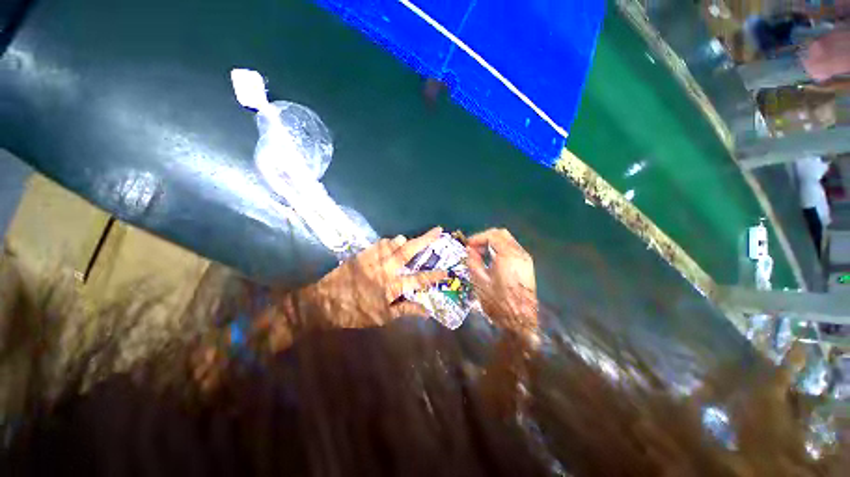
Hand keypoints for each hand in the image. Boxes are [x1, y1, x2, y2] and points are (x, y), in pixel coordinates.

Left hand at [298, 227, 447, 328]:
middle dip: (426, 240)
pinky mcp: (362, 253)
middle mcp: (385, 268)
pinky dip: (389, 242)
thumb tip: (426, 311)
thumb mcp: (382, 317)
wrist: (323, 302)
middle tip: (437, 230)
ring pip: (394, 242)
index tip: (446, 271)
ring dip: (406, 241)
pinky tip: (391, 244)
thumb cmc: (355, 312)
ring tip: (412, 241)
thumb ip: (405, 310)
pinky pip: (380, 243)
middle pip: (409, 251)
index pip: (418, 279)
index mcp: (391, 286)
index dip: (433, 275)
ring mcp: (373, 258)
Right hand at [466, 229, 537, 334]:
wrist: (521, 321)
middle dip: (485, 237)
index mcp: (508, 256)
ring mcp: (525, 259)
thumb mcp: (480, 282)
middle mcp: (519, 254)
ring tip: (480, 252)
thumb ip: (473, 262)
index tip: (467, 245)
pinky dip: (500, 248)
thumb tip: (470, 250)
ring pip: (508, 240)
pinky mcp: (527, 266)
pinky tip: (491, 259)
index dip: (478, 238)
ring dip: (493, 242)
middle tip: (473, 247)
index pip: (492, 236)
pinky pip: (512, 249)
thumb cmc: (498, 303)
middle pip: (502, 234)